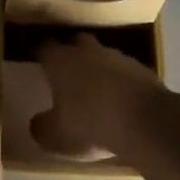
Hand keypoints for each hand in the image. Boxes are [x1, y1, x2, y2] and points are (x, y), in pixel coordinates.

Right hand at [32, 33, 175, 164]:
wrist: (143, 121)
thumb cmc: (90, 124)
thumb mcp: (57, 136)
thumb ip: (42, 128)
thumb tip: (36, 123)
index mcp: (61, 61)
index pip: (45, 48)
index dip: (41, 55)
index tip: (38, 63)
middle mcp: (86, 51)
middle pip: (75, 42)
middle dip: (71, 53)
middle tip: (67, 73)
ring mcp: (115, 56)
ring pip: (100, 55)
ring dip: (97, 67)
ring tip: (96, 89)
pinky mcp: (139, 67)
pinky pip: (123, 70)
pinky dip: (119, 80)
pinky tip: (120, 100)